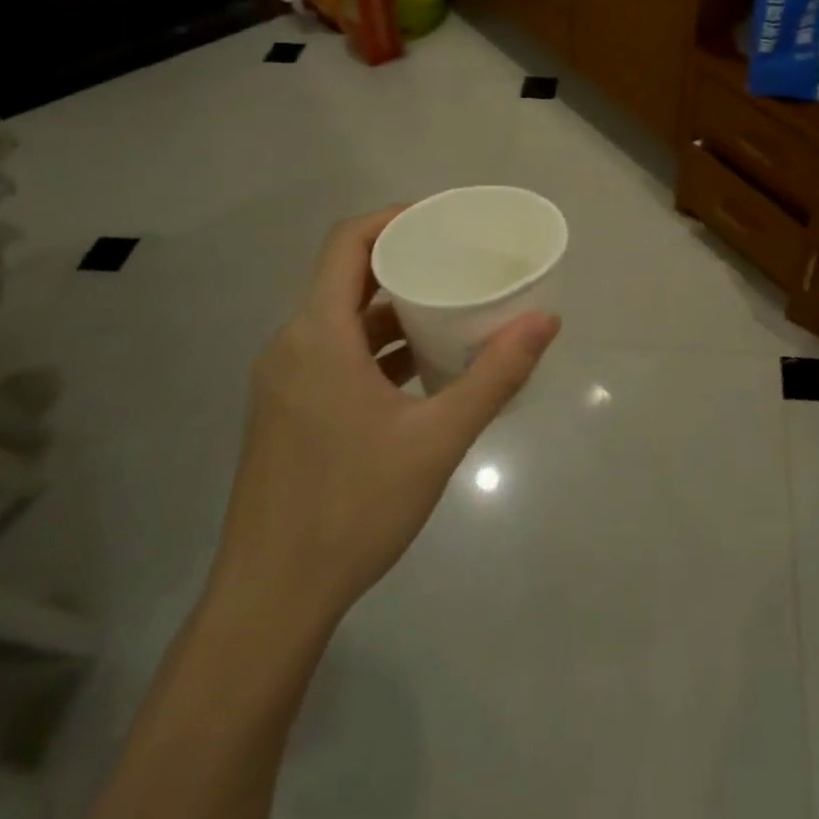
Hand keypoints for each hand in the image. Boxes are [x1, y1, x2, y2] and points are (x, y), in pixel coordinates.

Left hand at [207, 206, 560, 633]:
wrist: (272, 600)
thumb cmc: (353, 507)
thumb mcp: (438, 438)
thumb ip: (495, 375)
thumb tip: (546, 320)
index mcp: (317, 336)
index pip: (347, 243)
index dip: (394, 219)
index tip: (443, 219)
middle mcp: (291, 346)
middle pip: (346, 278)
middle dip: (403, 262)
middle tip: (460, 260)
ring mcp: (283, 382)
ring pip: (340, 320)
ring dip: (392, 309)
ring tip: (450, 309)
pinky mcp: (287, 413)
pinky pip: (334, 355)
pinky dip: (375, 347)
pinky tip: (420, 370)